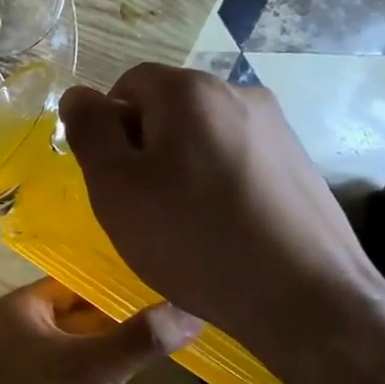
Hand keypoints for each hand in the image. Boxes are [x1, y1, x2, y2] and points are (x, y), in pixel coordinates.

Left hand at [0, 278, 199, 383]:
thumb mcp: (92, 368)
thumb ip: (140, 338)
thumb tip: (192, 308)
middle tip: (174, 308)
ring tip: (165, 335)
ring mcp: (28, 361)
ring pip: (79, 341)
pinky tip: (132, 373)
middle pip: (80, 310)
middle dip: (120, 312)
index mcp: (23, 306)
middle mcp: (21, 326)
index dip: (116, 279)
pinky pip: (75, 369)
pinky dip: (100, 369)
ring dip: (112, 342)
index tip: (163, 278)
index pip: (77, 280)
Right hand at [59, 65, 384, 361]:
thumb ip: (89, 130)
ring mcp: (275, 127)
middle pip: (166, 108)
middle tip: (143, 205)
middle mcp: (237, 92)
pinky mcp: (299, 162)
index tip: (114, 179)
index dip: (109, 130)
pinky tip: (222, 228)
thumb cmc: (192, 238)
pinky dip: (217, 182)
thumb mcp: (115, 186)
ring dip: (181, 166)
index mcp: (189, 90)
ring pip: (201, 135)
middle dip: (144, 148)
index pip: (126, 86)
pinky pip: (235, 158)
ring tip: (184, 222)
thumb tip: (78, 95)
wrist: (306, 298)